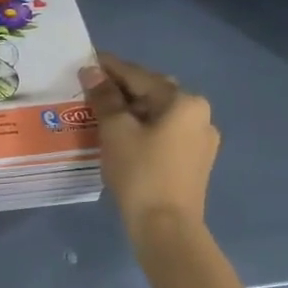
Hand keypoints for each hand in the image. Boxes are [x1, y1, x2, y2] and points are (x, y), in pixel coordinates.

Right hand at [78, 53, 218, 233]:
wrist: (166, 228)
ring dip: (133, 110)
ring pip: (160, 115)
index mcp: (184, 102)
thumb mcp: (116, 131)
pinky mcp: (195, 162)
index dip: (110, 68)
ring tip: (103, 112)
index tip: (86, 60)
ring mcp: (201, 141)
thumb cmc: (140, 173)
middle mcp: (200, 115)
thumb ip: (104, 98)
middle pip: (154, 93)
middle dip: (123, 89)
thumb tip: (91, 71)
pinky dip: (144, 129)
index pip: (140, 76)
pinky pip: (165, 134)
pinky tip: (124, 136)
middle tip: (92, 88)